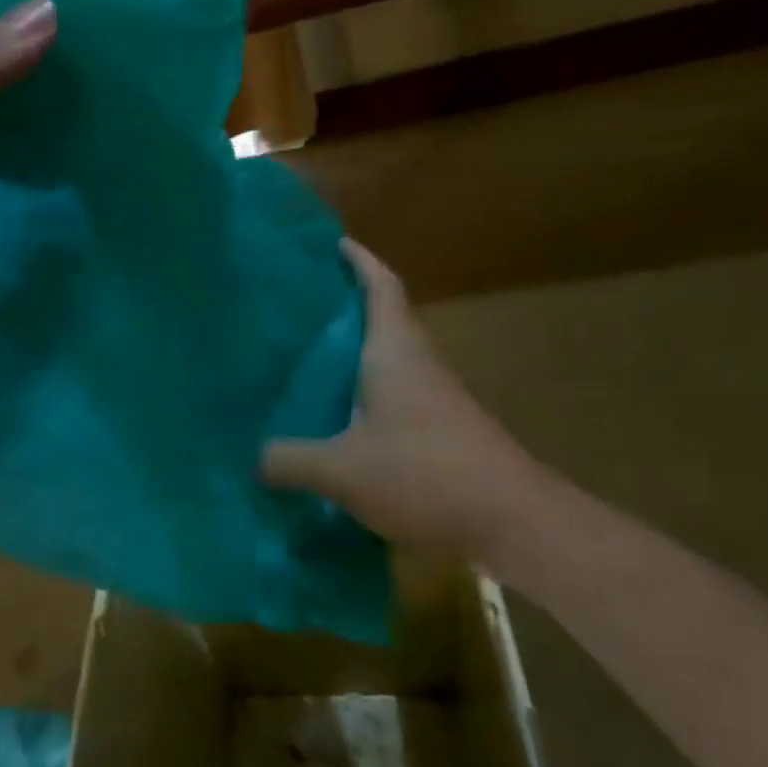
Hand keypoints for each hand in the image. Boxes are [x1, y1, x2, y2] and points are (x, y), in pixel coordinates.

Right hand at [261, 241, 552, 564]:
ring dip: (352, 357)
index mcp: (395, 351)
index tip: (332, 244)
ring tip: (303, 364)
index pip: (380, 286)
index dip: (359, 261)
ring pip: (386, 362)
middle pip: (381, 320)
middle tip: (295, 311)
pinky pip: (392, 397)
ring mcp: (434, 399)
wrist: (513, 521)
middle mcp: (417, 364)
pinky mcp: (440, 431)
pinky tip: (334, 422)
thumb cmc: (425, 474)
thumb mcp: (341, 470)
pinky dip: (363, 396)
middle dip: (343, 309)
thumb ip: (289, 460)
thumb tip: (253, 458)